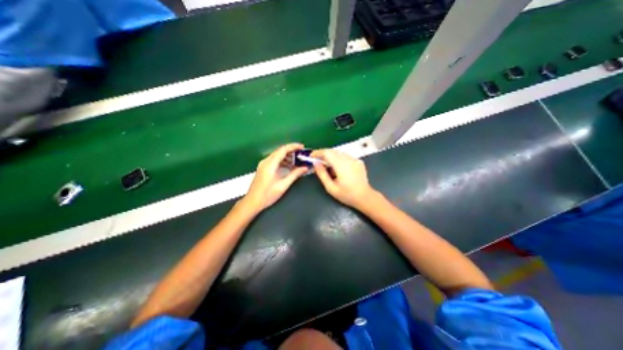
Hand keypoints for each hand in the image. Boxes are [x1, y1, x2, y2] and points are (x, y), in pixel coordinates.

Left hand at [244, 143, 310, 212]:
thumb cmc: (267, 195)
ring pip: (277, 155)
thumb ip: (295, 174)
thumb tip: (305, 168)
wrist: (253, 202)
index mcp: (270, 164)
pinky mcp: (263, 168)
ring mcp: (263, 164)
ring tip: (297, 160)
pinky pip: (274, 160)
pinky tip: (289, 166)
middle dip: (292, 151)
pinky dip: (283, 161)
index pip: (283, 150)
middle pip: (280, 151)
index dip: (293, 146)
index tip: (302, 147)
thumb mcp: (283, 185)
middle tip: (302, 154)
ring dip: (287, 156)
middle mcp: (266, 162)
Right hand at [311, 148, 373, 207]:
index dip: (318, 152)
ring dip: (331, 156)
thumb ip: (322, 174)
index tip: (312, 156)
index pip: (327, 153)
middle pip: (333, 151)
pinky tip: (338, 168)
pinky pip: (346, 156)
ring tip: (327, 165)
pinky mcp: (359, 161)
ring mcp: (355, 159)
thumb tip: (316, 163)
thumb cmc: (346, 195)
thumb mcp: (331, 188)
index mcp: (341, 166)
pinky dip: (339, 159)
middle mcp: (348, 159)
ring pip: (339, 153)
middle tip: (317, 160)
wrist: (365, 197)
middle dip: (324, 154)